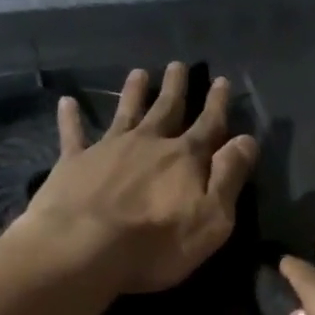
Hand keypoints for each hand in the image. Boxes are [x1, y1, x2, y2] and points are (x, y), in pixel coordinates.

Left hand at [19, 62, 257, 293]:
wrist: (83, 249)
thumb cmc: (157, 243)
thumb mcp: (212, 218)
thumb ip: (229, 177)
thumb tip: (247, 140)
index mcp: (185, 158)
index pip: (209, 125)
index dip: (217, 104)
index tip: (222, 81)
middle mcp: (148, 143)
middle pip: (166, 109)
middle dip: (176, 88)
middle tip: (179, 65)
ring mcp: (108, 149)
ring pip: (126, 112)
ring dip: (134, 92)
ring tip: (139, 73)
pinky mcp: (74, 162)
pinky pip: (73, 134)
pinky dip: (71, 118)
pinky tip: (67, 102)